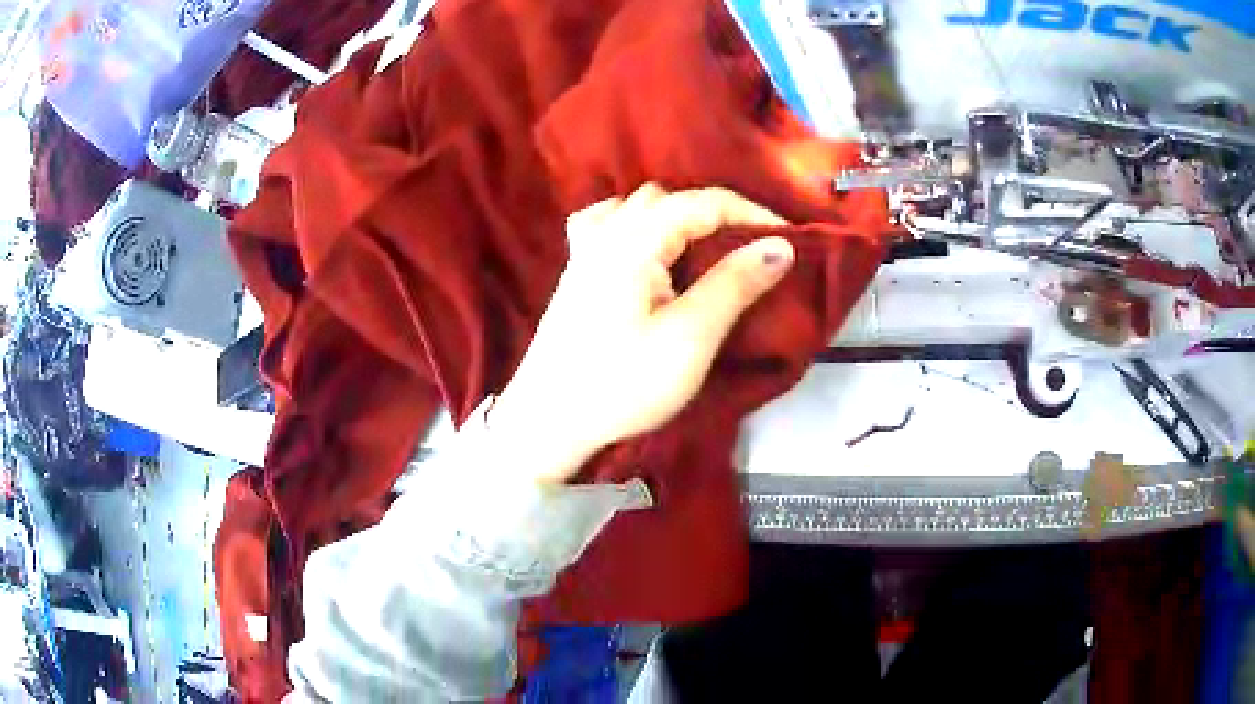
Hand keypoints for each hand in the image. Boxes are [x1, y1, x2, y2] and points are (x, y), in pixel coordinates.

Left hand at [488, 184, 793, 482]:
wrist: (548, 424)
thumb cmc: (622, 385)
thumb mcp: (689, 337)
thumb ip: (734, 284)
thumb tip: (781, 245)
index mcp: (632, 242)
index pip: (701, 203)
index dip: (751, 213)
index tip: (788, 239)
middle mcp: (604, 234)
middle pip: (668, 199)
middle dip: (716, 215)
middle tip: (750, 250)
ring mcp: (583, 252)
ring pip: (637, 209)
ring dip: (678, 218)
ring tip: (706, 250)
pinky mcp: (576, 276)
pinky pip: (607, 226)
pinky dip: (637, 226)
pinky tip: (646, 250)